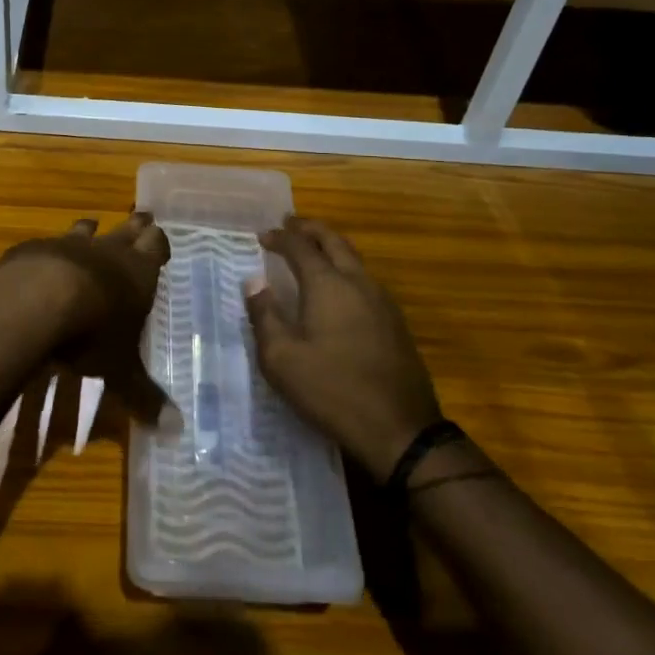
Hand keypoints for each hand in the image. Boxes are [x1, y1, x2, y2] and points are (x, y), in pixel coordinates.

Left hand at [0, 213, 172, 425]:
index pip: (156, 245)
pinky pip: (46, 244)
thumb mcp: (120, 370)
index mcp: (136, 273)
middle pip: (126, 229)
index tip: (159, 239)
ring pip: (85, 229)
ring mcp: (67, 245)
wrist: (33, 302)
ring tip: (92, 227)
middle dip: (134, 227)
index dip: (158, 243)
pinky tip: (42, 261)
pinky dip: (49, 251)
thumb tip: (176, 432)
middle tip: (140, 218)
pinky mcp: (32, 249)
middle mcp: (106, 251)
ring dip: (90, 231)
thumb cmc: (91, 334)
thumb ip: (145, 397)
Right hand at [244, 216, 441, 480]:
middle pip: (334, 241)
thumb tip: (253, 281)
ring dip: (330, 247)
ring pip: (354, 258)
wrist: (401, 430)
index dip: (280, 238)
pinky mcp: (395, 322)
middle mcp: (358, 282)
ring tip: (311, 250)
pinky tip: (337, 287)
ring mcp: (382, 301)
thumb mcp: (282, 359)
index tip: (263, 236)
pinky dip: (345, 268)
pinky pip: (365, 279)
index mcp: (328, 285)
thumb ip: (264, 315)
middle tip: (290, 224)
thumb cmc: (333, 390)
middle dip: (310, 229)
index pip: (300, 247)